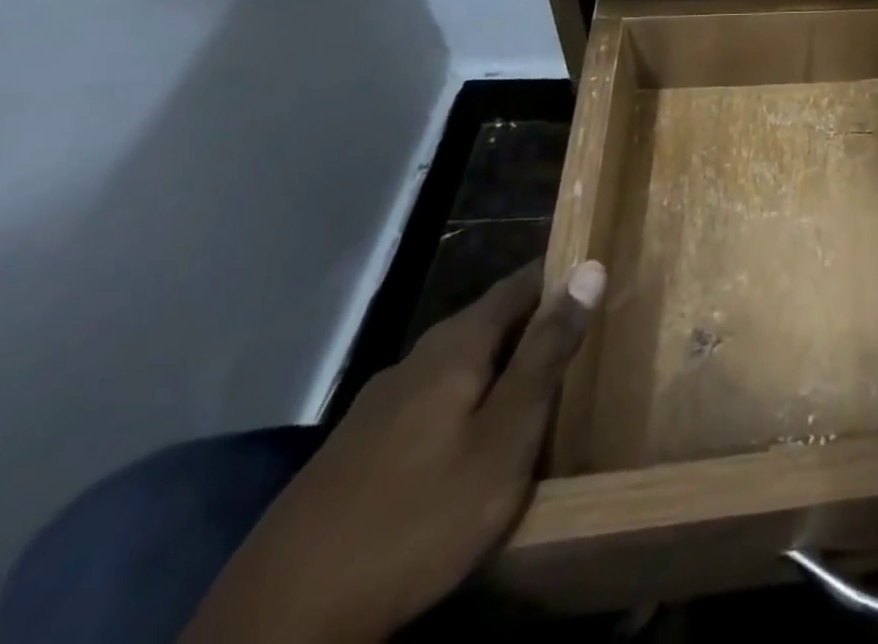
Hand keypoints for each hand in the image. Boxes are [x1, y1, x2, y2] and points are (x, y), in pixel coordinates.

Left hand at [182, 260, 606, 643]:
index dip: (561, 278)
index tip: (598, 283)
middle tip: (579, 342)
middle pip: (487, 323)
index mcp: (455, 344)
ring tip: (534, 392)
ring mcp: (376, 406)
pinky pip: (428, 403)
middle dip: (532, 326)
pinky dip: (463, 404)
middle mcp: (414, 359)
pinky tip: (470, 441)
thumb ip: (547, 353)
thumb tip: (589, 268)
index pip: (520, 283)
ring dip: (497, 369)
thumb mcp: (506, 436)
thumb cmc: (420, 516)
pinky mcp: (354, 451)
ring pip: (456, 366)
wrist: (279, 625)